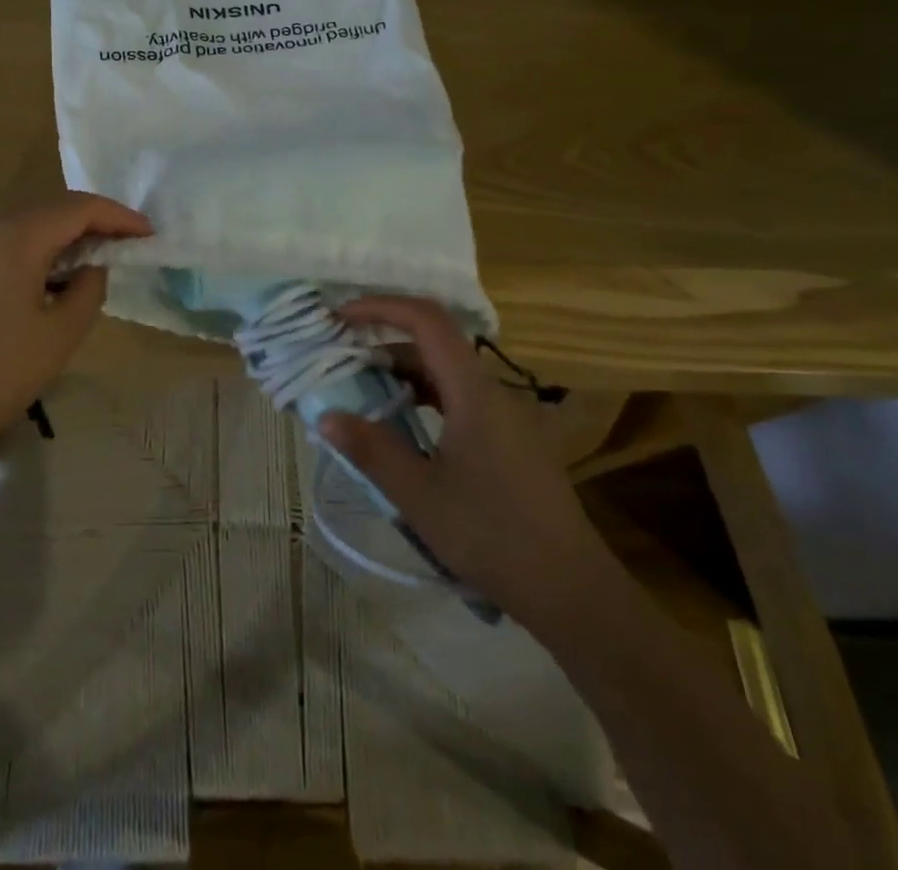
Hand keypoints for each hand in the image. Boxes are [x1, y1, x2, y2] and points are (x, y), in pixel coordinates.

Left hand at [0, 193, 151, 474]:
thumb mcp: (61, 333)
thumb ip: (89, 287)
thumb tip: (91, 266)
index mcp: (14, 238)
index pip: (78, 208)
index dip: (118, 216)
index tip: (148, 234)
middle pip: (50, 212)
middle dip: (92, 225)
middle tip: (126, 247)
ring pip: (25, 229)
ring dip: (63, 240)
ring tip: (93, 266)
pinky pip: (3, 248)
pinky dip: (34, 254)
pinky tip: (49, 282)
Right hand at [318, 296, 608, 622]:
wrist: (572, 590)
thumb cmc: (491, 536)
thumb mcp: (419, 495)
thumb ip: (370, 450)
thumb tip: (325, 416)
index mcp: (474, 391)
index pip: (427, 320)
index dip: (382, 307)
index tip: (341, 316)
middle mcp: (494, 391)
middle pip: (436, 343)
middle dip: (385, 341)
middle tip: (343, 357)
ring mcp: (508, 416)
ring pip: (449, 372)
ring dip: (405, 371)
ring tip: (365, 389)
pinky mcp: (513, 440)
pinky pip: (462, 398)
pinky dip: (427, 396)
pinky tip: (406, 425)